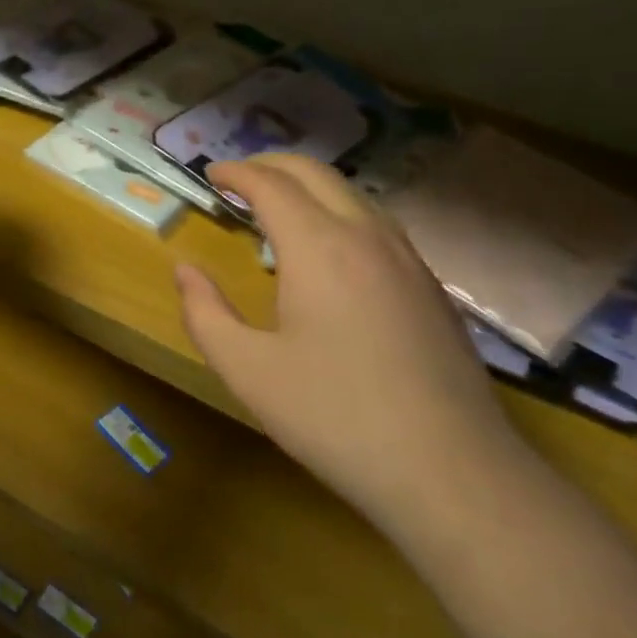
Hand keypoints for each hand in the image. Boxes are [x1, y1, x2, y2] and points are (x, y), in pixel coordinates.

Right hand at [175, 154, 526, 535]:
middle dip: (271, 165)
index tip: (209, 174)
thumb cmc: (335, 418)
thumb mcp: (248, 371)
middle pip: (315, 173)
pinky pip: (378, 224)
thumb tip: (185, 271)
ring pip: (353, 194)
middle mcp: (366, 236)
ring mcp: (407, 259)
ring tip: (279, 208)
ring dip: (309, 186)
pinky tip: (332, 251)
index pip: (270, 184)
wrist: (451, 472)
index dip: (235, 172)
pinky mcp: (430, 287)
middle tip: (238, 179)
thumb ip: (205, 313)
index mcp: (318, 247)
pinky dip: (341, 213)